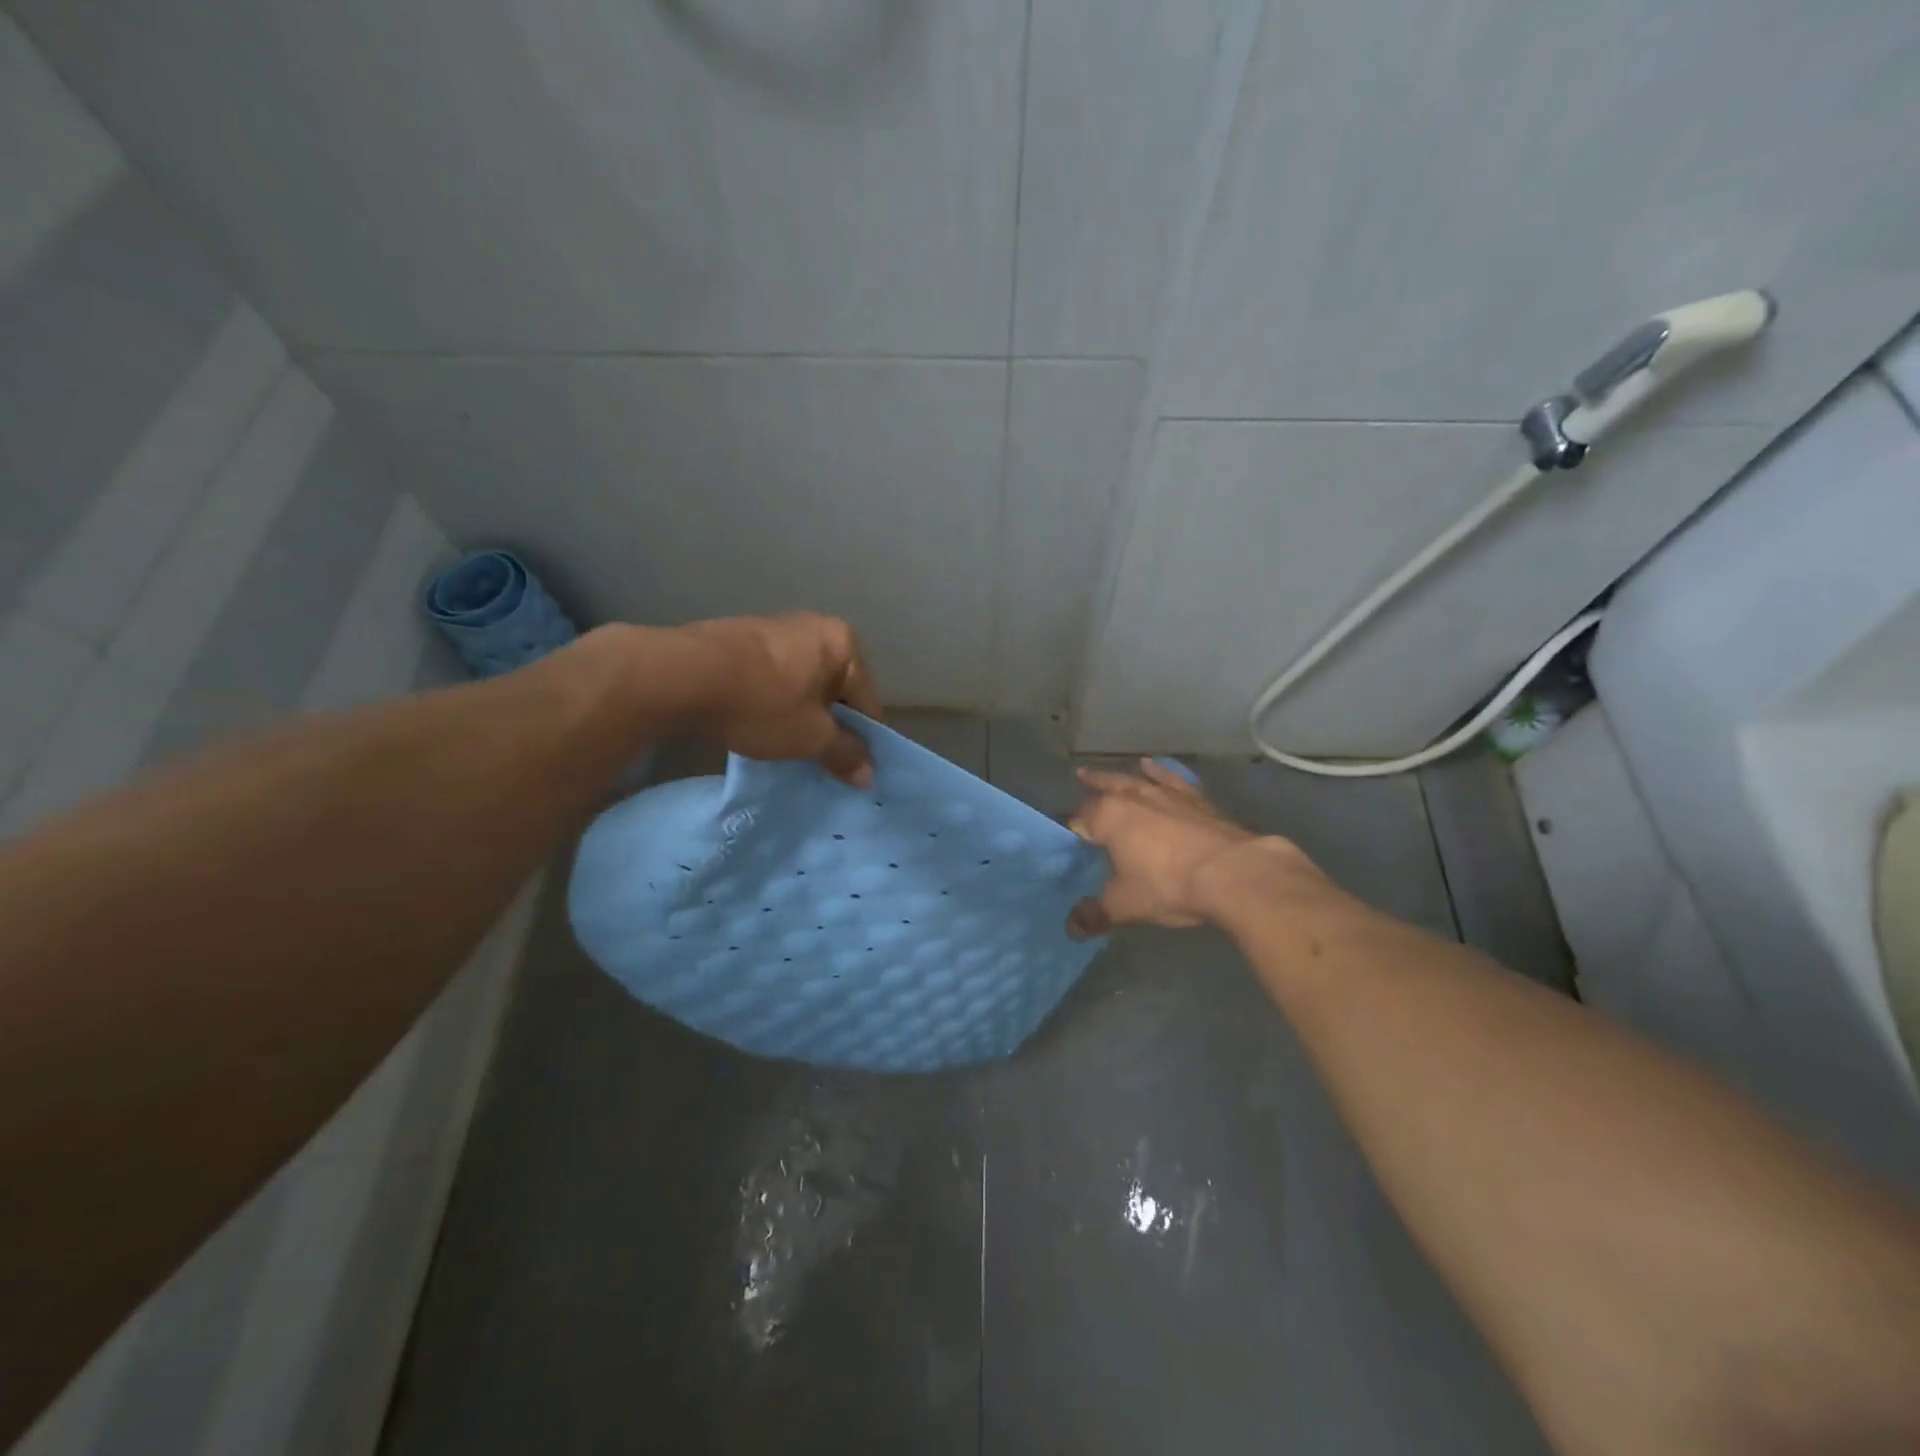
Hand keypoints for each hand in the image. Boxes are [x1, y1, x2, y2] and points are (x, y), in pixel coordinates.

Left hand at [684, 612, 882, 786]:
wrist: (680, 676)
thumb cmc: (761, 704)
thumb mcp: (810, 737)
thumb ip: (845, 753)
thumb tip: (869, 775)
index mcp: (843, 643)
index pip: (867, 701)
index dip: (862, 741)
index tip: (851, 771)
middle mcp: (815, 627)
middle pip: (835, 690)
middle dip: (829, 726)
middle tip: (817, 761)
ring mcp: (776, 629)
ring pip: (803, 685)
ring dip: (800, 715)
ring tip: (785, 747)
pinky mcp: (743, 639)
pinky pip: (774, 679)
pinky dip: (773, 703)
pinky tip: (757, 726)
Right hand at [1065, 759, 1307, 935]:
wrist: (1232, 872)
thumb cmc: (1168, 885)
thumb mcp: (1125, 905)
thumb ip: (1096, 914)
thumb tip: (1072, 928)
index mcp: (1108, 818)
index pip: (1081, 819)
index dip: (1073, 829)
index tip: (1070, 838)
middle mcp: (1133, 798)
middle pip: (1107, 787)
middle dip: (1093, 784)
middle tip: (1081, 777)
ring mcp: (1167, 795)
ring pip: (1137, 780)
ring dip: (1122, 776)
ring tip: (1112, 773)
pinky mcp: (1196, 799)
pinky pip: (1171, 780)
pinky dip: (1160, 773)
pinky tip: (1155, 768)